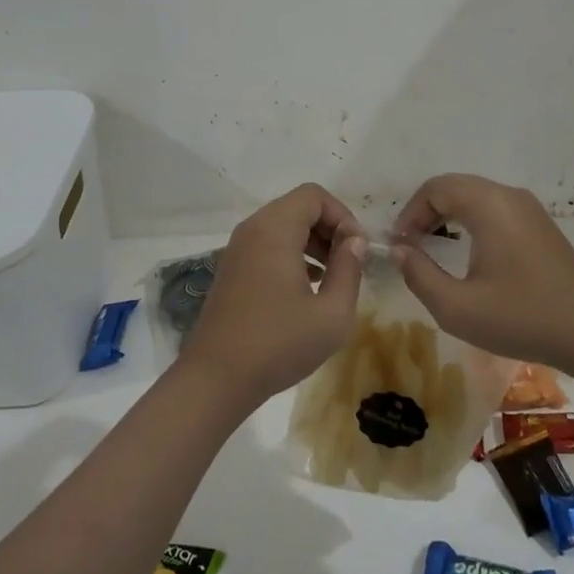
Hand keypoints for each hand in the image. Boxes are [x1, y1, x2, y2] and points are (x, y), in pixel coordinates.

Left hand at [181, 184, 367, 407]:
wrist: (217, 378)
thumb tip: (354, 242)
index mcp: (274, 229)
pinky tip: (306, 288)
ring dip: (311, 242)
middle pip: (298, 207)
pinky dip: (291, 254)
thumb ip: (349, 269)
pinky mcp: (232, 269)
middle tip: (348, 263)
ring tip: (331, 277)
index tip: (357, 250)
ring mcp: (237, 249)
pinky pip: (268, 245)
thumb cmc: (279, 343)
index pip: (314, 195)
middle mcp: (252, 229)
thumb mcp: (332, 313)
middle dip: (329, 228)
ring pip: (282, 226)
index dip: (342, 215)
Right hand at [390, 174, 573, 366]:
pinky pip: (494, 208)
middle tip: (409, 246)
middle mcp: (509, 196)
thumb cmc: (521, 318)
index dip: (409, 213)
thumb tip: (398, 251)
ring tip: (431, 247)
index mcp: (489, 205)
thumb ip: (419, 275)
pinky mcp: (540, 224)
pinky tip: (466, 251)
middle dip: (425, 212)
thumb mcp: (457, 307)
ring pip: (475, 196)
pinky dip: (470, 220)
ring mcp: (529, 208)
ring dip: (447, 215)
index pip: (435, 188)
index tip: (398, 246)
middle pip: (454, 187)